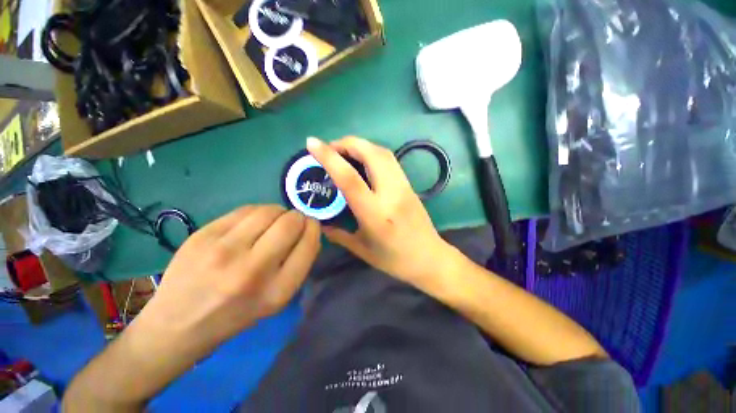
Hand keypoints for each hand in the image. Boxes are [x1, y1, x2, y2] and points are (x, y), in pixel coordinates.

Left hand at [143, 205, 320, 346]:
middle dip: (297, 218)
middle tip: (292, 221)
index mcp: (273, 295)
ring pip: (265, 211)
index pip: (307, 248)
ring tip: (270, 220)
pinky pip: (240, 211)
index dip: (313, 231)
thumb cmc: (226, 321)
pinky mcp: (206, 233)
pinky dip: (252, 213)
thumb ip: (285, 274)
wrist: (180, 321)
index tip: (310, 227)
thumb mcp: (265, 308)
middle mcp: (252, 269)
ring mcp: (225, 248)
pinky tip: (249, 221)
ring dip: (275, 211)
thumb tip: (300, 237)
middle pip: (289, 224)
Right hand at [307, 136, 453, 285]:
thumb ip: (338, 235)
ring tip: (342, 150)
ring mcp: (403, 186)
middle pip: (370, 153)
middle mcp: (391, 193)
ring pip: (383, 152)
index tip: (312, 143)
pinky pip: (389, 159)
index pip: (349, 178)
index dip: (328, 156)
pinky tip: (361, 160)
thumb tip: (319, 222)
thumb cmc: (394, 260)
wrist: (430, 259)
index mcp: (375, 214)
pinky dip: (372, 152)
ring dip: (360, 144)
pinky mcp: (409, 184)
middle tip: (328, 148)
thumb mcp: (362, 250)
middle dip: (346, 143)